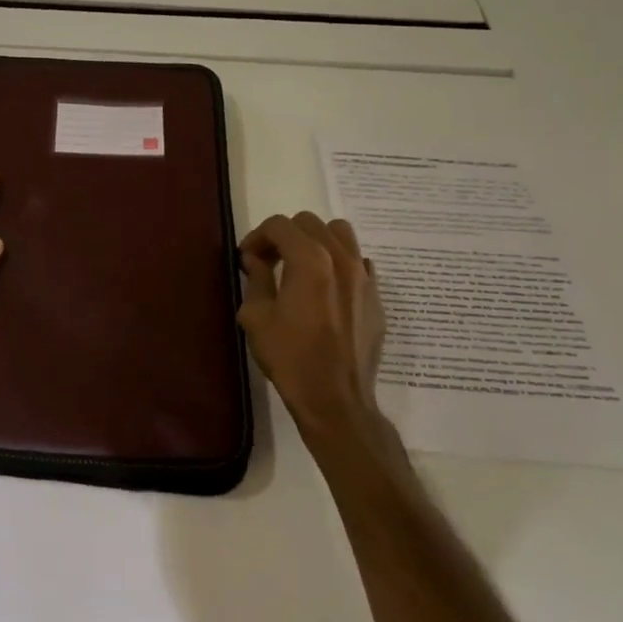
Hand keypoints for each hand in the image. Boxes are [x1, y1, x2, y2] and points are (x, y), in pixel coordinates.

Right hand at [237, 212, 385, 434]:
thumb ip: (256, 279)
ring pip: (340, 234)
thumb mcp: (257, 317)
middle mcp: (341, 259)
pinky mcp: (376, 296)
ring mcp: (364, 276)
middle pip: (310, 223)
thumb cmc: (290, 357)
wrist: (335, 398)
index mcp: (310, 260)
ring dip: (315, 241)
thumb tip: (255, 260)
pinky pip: (358, 262)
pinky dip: (339, 263)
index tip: (247, 258)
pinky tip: (326, 288)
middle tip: (268, 261)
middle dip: (284, 236)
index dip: (257, 236)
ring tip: (300, 266)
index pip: (279, 225)